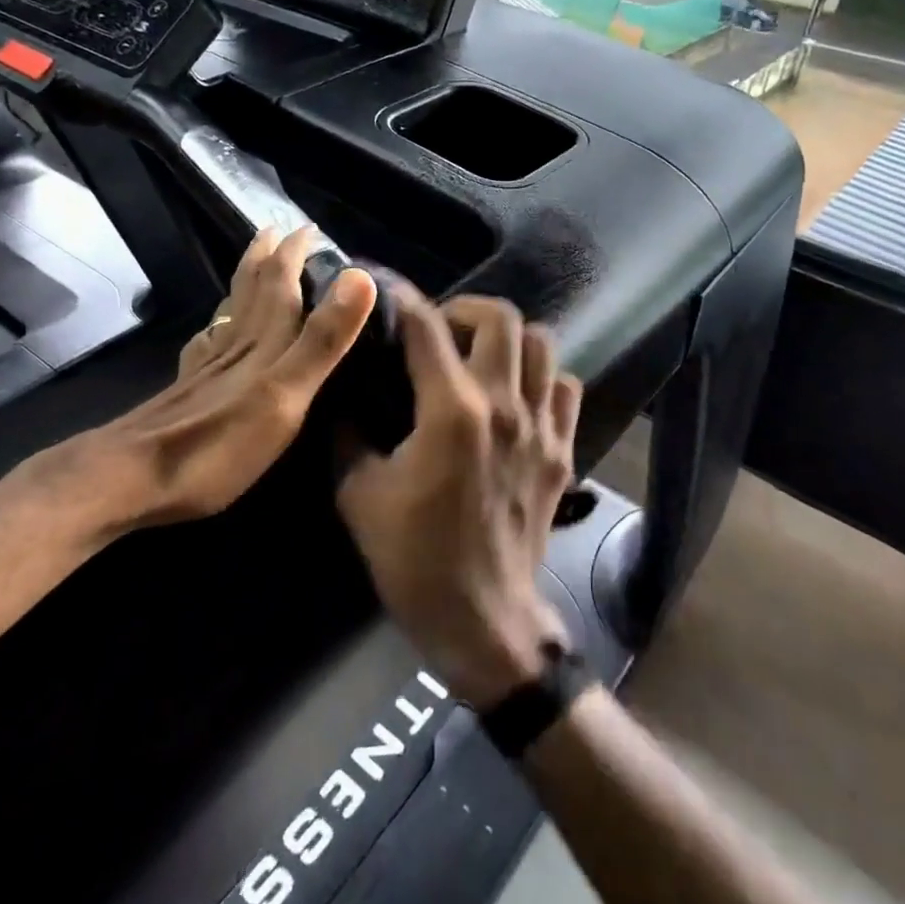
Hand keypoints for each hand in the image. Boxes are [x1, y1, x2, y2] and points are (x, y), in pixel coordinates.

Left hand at [53, 227, 376, 540]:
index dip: (295, 254)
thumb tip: (359, 276)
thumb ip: (322, 340)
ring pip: (229, 312)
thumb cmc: (218, 445)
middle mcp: (234, 346)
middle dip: (267, 257)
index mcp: (263, 344)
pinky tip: (210, 333)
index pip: (281, 285)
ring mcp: (206, 368)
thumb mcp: (286, 394)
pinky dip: (215, 326)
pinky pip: (207, 343)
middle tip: (275, 230)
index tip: (310, 227)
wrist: (131, 479)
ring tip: (253, 266)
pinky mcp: (188, 390)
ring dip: (244, 284)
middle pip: (251, 290)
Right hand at [336, 288, 581, 708]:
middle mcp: (504, 405)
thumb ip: (347, 432)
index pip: (425, 327)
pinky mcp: (563, 450)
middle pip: (500, 317)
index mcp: (451, 411)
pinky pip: (564, 388)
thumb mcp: (359, 494)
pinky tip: (516, 395)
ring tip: (478, 355)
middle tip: (437, 330)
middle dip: (462, 309)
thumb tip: (340, 393)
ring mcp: (542, 427)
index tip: (383, 285)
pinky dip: (541, 377)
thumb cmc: (413, 559)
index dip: (400, 296)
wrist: (482, 617)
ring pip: (542, 343)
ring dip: (507, 337)